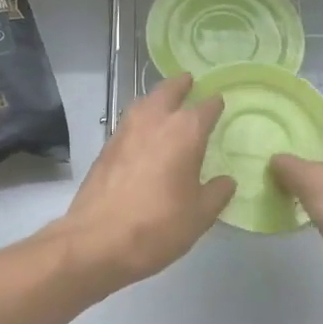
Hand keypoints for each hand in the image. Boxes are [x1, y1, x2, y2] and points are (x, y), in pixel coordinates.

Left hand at [58, 74, 234, 289]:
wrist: (96, 241)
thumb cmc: (157, 226)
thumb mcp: (199, 216)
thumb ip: (216, 193)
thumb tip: (226, 181)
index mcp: (185, 132)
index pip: (206, 107)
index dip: (215, 104)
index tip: (220, 102)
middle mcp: (154, 121)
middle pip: (168, 90)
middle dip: (181, 85)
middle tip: (190, 82)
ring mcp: (125, 131)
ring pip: (144, 102)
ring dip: (156, 98)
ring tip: (166, 103)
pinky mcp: (105, 147)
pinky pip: (128, 121)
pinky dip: (140, 119)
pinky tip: (144, 133)